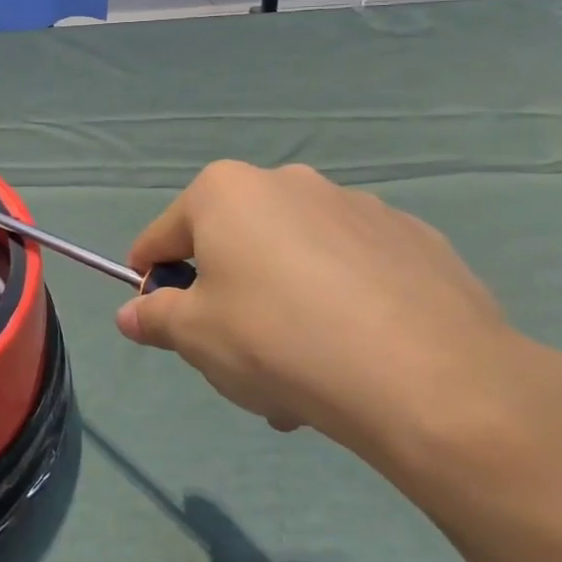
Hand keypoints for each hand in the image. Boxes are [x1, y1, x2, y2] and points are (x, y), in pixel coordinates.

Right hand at [117, 162, 536, 461]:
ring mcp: (356, 206)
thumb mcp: (196, 336)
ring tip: (303, 374)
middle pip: (233, 245)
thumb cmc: (279, 341)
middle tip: (238, 357)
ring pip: (294, 258)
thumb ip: (155, 318)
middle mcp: (287, 181)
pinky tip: (360, 354)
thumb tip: (130, 316)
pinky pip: (352, 269)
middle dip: (227, 298)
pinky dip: (341, 301)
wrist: (431, 380)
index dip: (152, 278)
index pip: (163, 235)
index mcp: (225, 191)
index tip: (159, 318)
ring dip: (283, 303)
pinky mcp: (414, 238)